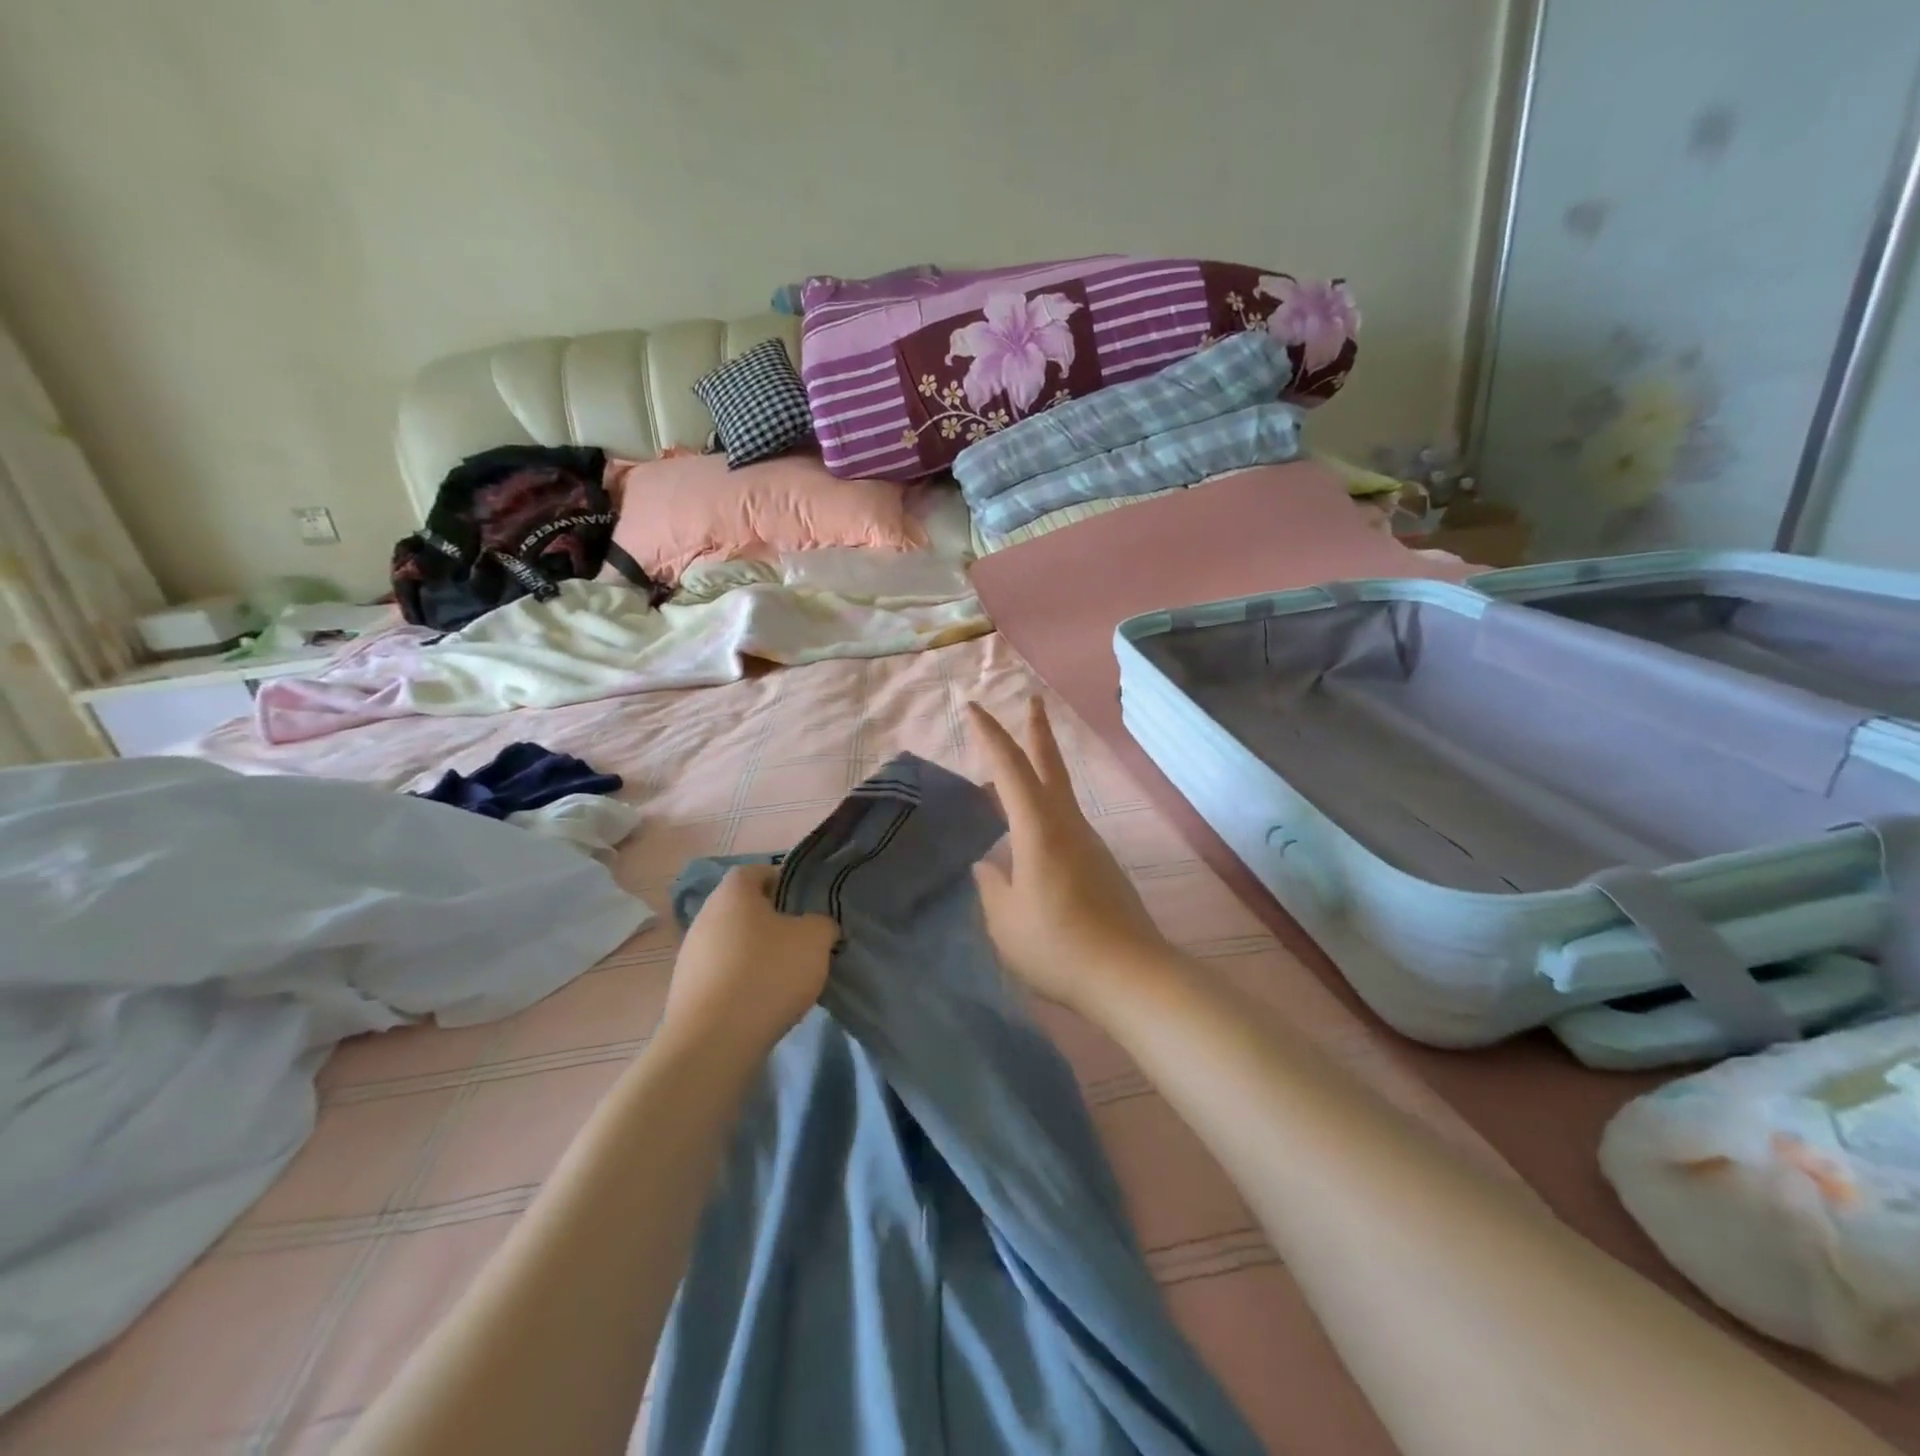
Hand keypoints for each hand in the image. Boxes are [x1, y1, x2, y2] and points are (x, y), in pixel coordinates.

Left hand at [663, 865, 838, 1052]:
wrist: (714, 1042)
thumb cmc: (767, 973)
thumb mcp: (815, 939)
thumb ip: (822, 923)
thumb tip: (817, 927)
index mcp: (732, 893)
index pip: (757, 871)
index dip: (783, 882)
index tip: (805, 905)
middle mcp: (704, 916)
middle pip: (743, 909)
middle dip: (771, 922)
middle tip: (800, 942)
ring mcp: (690, 955)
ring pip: (732, 943)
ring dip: (755, 954)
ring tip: (783, 978)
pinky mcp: (685, 991)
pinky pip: (721, 975)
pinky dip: (741, 982)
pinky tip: (760, 1002)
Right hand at [967, 698, 1171, 1013]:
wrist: (1130, 975)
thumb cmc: (1058, 946)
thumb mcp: (1006, 921)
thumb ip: (992, 887)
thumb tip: (987, 866)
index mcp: (1039, 829)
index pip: (1010, 769)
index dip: (990, 735)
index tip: (973, 708)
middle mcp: (1067, 825)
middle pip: (1051, 765)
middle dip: (1037, 730)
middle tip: (1032, 700)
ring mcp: (1089, 843)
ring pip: (1059, 794)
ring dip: (1039, 774)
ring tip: (1008, 782)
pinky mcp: (1100, 864)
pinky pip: (1064, 823)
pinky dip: (1043, 811)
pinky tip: (1030, 838)